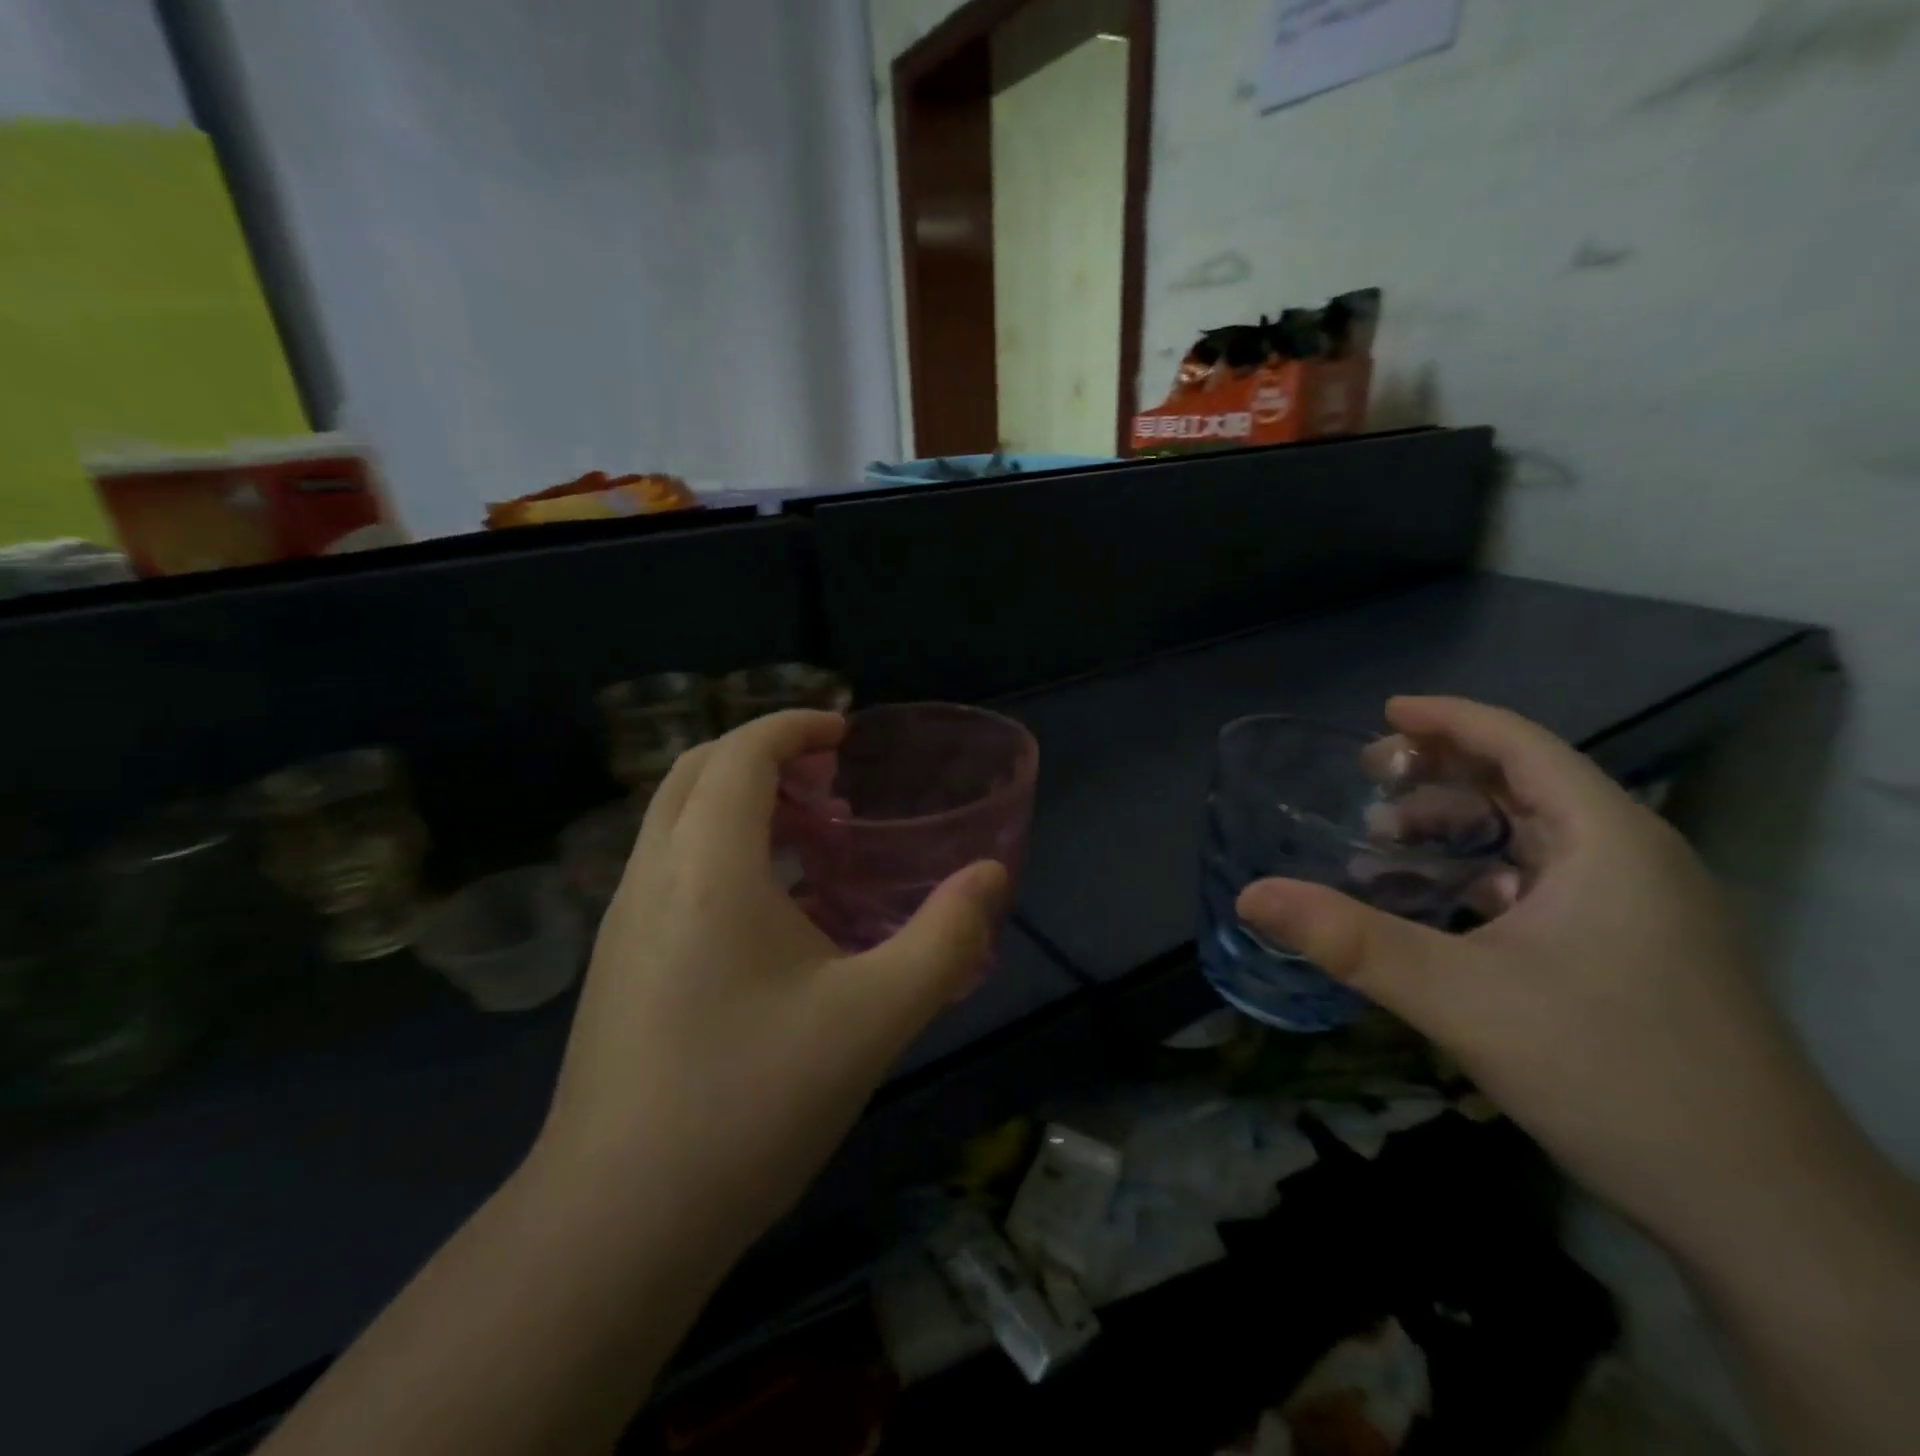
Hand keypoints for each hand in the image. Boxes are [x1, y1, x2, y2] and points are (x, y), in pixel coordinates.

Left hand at [537, 711, 1006, 1255]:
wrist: (616, 1222)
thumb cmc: (750, 1102)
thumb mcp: (873, 1017)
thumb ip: (944, 938)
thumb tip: (990, 876)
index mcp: (707, 866)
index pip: (741, 752)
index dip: (793, 725)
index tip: (844, 731)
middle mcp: (651, 875)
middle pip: (697, 771)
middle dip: (763, 754)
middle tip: (828, 780)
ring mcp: (622, 921)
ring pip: (674, 819)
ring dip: (738, 802)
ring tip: (808, 837)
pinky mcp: (615, 965)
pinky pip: (667, 868)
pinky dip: (717, 849)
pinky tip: (768, 913)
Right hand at [1237, 696, 1823, 1242]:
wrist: (1762, 1210)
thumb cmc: (1613, 1073)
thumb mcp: (1460, 998)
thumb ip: (1349, 941)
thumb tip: (1251, 896)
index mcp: (1608, 840)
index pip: (1522, 745)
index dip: (1449, 720)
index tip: (1382, 716)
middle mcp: (1633, 860)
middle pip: (1527, 786)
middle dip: (1443, 776)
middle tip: (1368, 782)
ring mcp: (1642, 912)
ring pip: (1536, 841)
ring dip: (1460, 832)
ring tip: (1385, 846)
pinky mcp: (1637, 956)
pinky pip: (1546, 888)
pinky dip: (1483, 879)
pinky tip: (1438, 909)